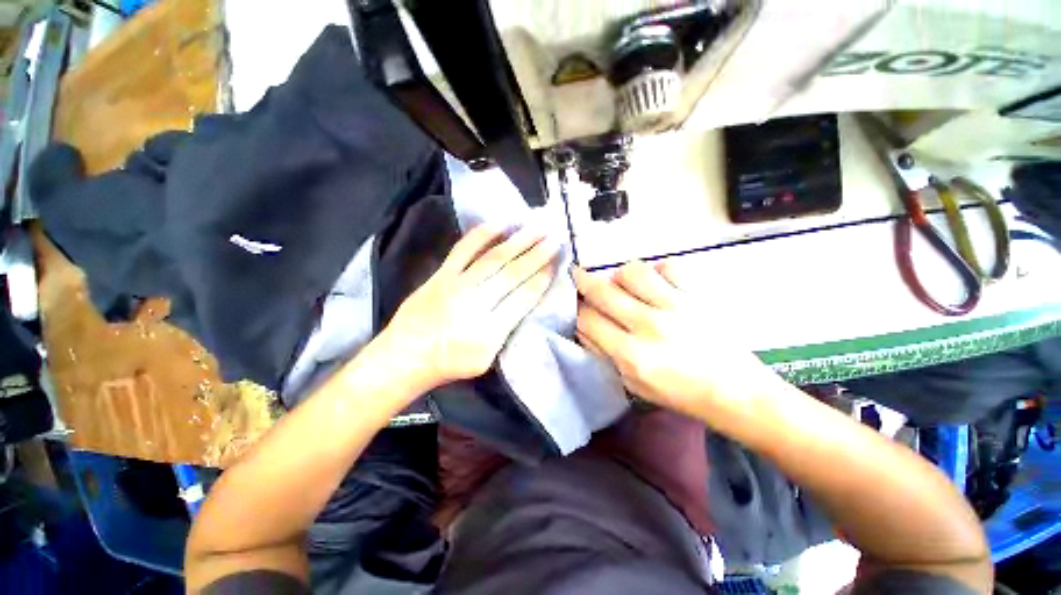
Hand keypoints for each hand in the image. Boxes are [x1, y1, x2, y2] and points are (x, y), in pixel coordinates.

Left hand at [382, 224, 559, 387]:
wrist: (405, 356)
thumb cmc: (449, 363)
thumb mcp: (486, 360)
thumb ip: (506, 331)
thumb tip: (524, 300)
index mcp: (488, 332)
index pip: (522, 299)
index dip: (541, 280)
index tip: (556, 265)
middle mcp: (474, 304)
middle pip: (512, 274)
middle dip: (537, 255)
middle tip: (555, 239)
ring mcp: (456, 286)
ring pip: (493, 258)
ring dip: (518, 241)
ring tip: (537, 228)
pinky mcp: (441, 275)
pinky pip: (463, 250)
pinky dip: (481, 235)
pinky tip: (500, 224)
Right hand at [573, 260, 781, 422]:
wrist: (736, 392)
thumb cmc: (680, 393)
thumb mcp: (633, 384)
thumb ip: (604, 354)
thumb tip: (585, 327)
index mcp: (631, 355)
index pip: (588, 320)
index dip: (576, 310)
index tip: (575, 305)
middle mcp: (649, 325)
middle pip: (602, 291)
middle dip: (583, 281)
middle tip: (578, 276)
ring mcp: (676, 306)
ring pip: (632, 271)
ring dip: (620, 275)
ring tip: (624, 284)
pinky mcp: (698, 295)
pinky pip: (669, 265)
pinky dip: (658, 270)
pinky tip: (658, 283)